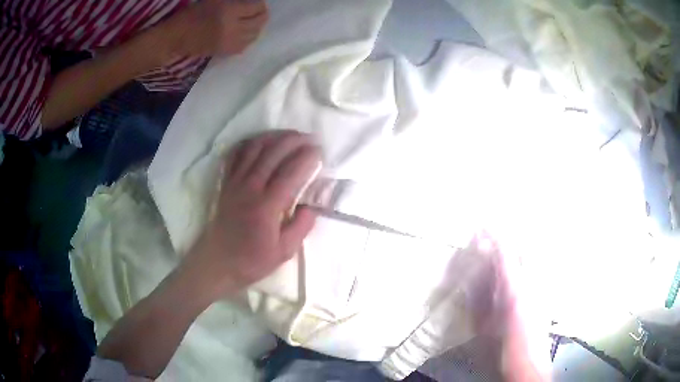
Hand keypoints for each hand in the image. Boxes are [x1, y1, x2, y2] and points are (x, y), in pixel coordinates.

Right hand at [163, 0, 268, 58]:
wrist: (176, 37)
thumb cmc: (192, 13)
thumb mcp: (214, 0)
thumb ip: (234, 0)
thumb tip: (248, 1)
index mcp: (229, 12)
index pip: (256, 8)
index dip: (260, 3)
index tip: (255, 1)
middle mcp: (233, 28)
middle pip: (259, 21)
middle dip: (262, 14)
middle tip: (257, 10)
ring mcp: (230, 42)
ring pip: (254, 35)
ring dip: (257, 26)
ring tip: (252, 20)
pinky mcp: (225, 52)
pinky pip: (245, 46)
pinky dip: (249, 38)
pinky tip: (244, 33)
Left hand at [185, 130, 320, 299]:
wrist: (218, 262)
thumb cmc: (252, 260)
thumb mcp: (284, 252)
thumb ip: (301, 227)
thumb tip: (312, 207)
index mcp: (267, 206)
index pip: (290, 173)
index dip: (307, 158)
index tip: (319, 152)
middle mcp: (250, 188)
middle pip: (273, 153)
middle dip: (294, 141)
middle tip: (310, 138)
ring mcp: (235, 182)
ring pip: (255, 149)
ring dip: (274, 137)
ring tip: (290, 134)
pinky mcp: (226, 183)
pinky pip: (236, 155)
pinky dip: (249, 143)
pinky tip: (260, 141)